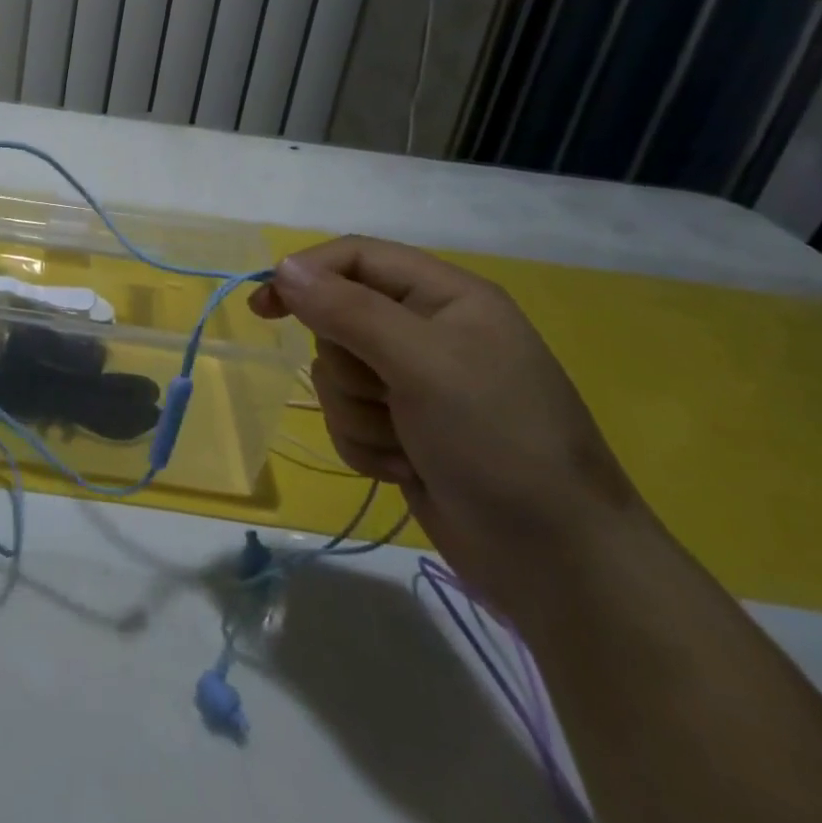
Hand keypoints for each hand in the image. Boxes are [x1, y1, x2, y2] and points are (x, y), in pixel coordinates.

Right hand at [249, 235, 643, 618]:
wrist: (557, 565)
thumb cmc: (498, 442)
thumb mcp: (423, 364)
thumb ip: (348, 310)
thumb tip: (282, 268)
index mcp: (445, 297)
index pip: (355, 257)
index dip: (305, 274)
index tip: (264, 308)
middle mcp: (427, 331)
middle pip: (337, 319)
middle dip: (348, 366)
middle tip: (386, 393)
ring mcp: (415, 384)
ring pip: (336, 375)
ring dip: (358, 413)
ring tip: (408, 442)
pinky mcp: (404, 430)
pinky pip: (347, 419)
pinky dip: (367, 444)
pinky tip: (408, 467)